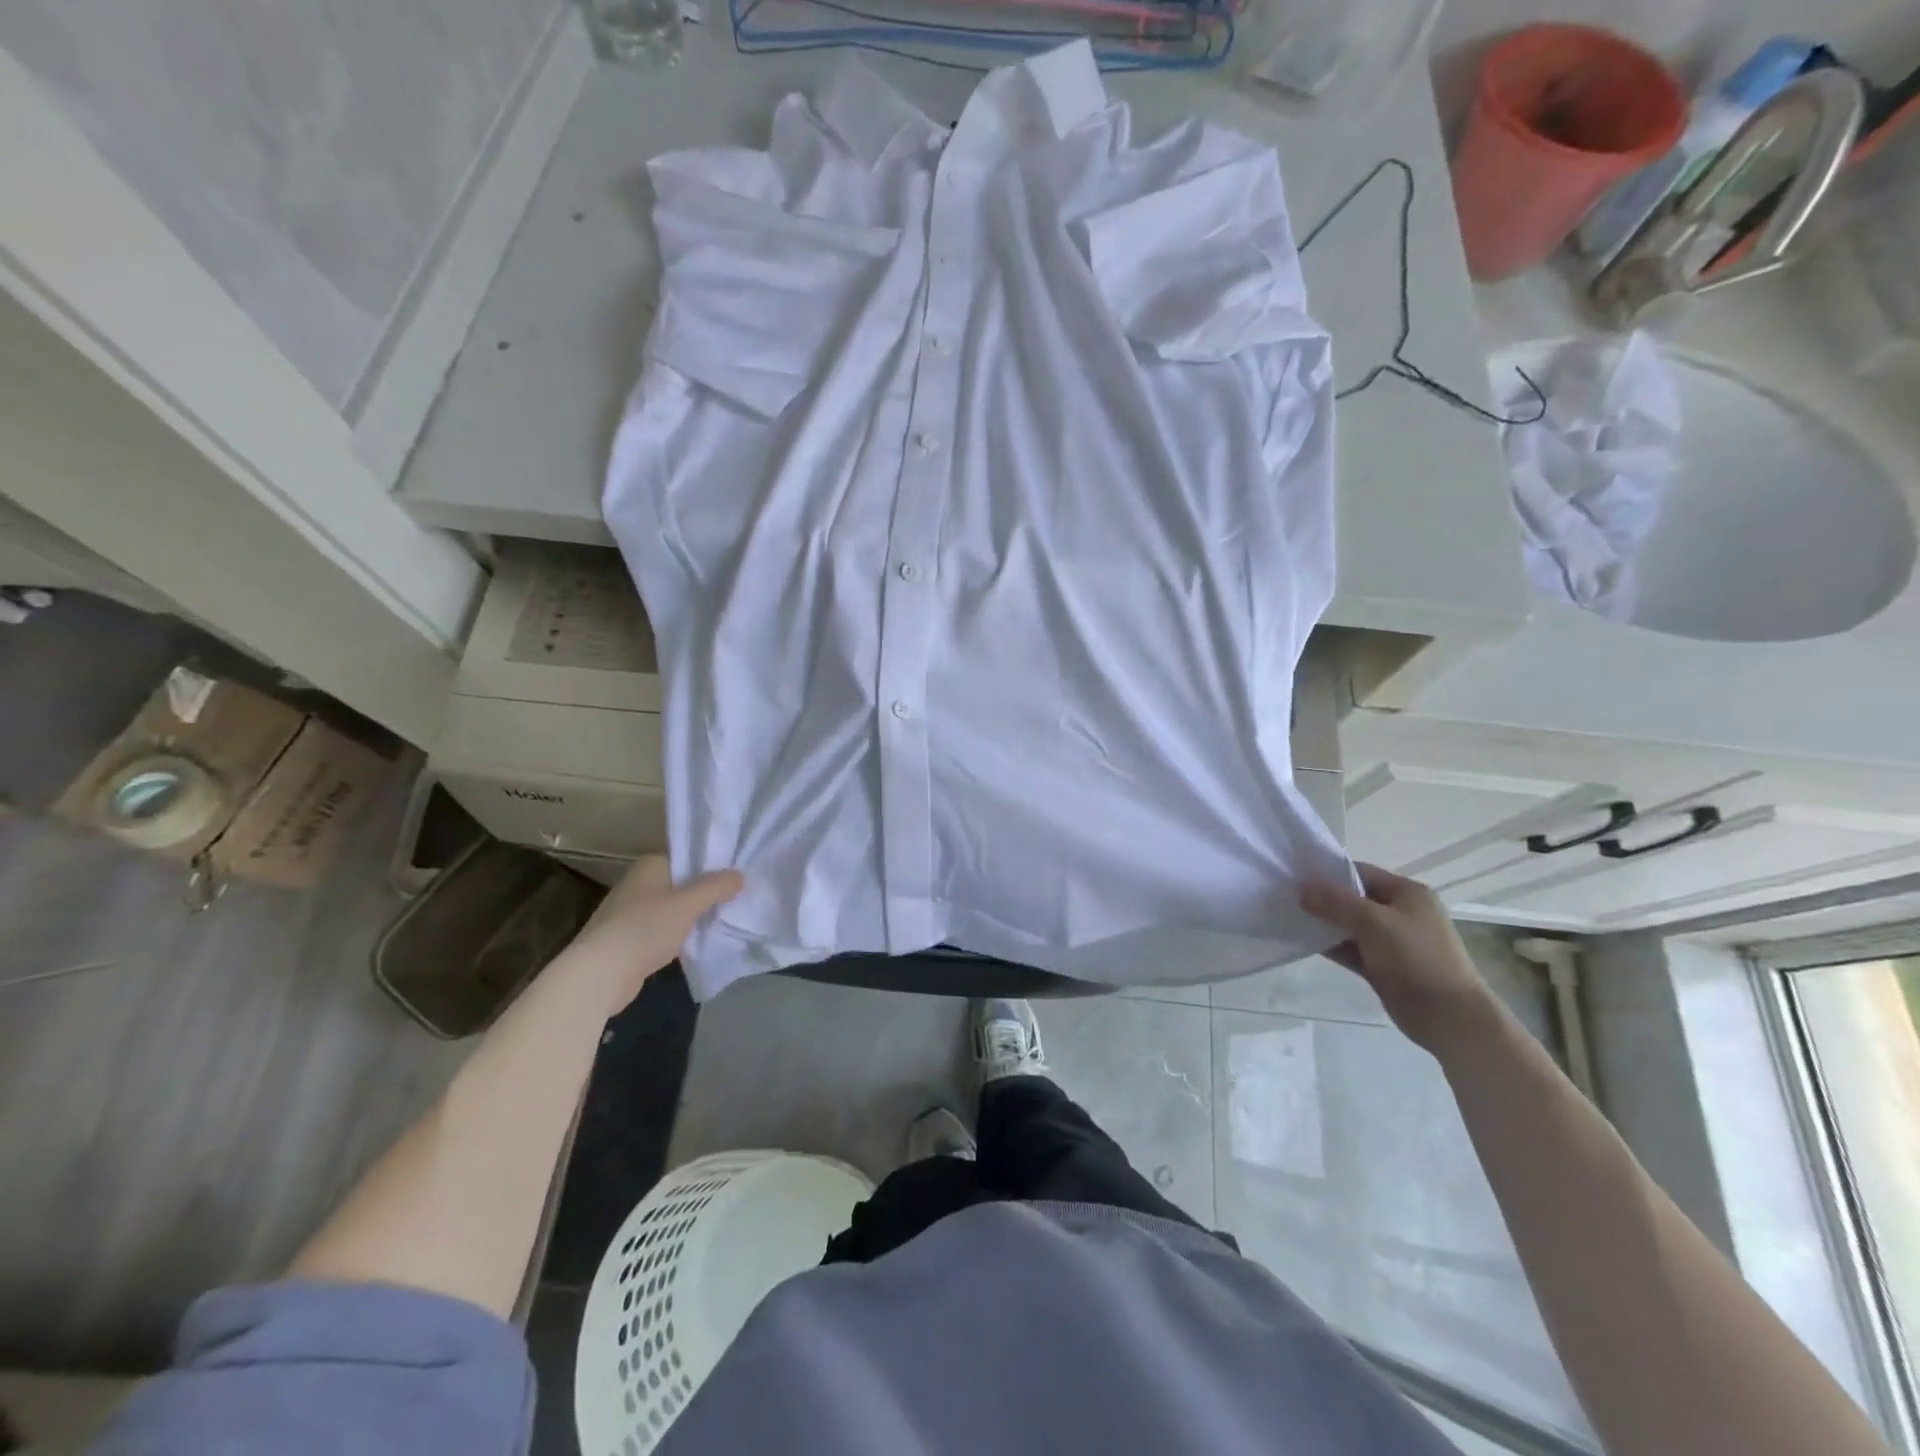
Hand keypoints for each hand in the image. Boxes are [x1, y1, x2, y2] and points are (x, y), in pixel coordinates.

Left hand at [564, 855, 741, 1010]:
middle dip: (705, 895)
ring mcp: (629, 914)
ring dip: (692, 918)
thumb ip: (715, 887)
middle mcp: (637, 884)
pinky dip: (678, 937)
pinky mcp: (628, 941)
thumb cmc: (644, 928)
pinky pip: (662, 932)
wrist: (599, 974)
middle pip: (680, 885)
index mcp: (649, 867)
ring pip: (672, 910)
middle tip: (735, 901)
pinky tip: (696, 945)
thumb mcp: (688, 904)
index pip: (686, 858)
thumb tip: (740, 875)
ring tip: (723, 922)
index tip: (736, 878)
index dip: (711, 867)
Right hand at [1299, 863, 1501, 1053]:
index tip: (1295, 876)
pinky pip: (1350, 948)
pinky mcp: (1382, 966)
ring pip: (1349, 925)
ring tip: (1288, 918)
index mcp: (1407, 893)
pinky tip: (1303, 942)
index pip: (1360, 872)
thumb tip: (1302, 887)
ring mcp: (1391, 941)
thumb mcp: (1375, 922)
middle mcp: (1400, 912)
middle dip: (1322, 898)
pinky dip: (1330, 945)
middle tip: (1285, 897)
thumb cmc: (1417, 958)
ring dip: (1323, 923)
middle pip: (1353, 898)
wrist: (1449, 1017)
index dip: (1328, 873)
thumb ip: (1336, 902)